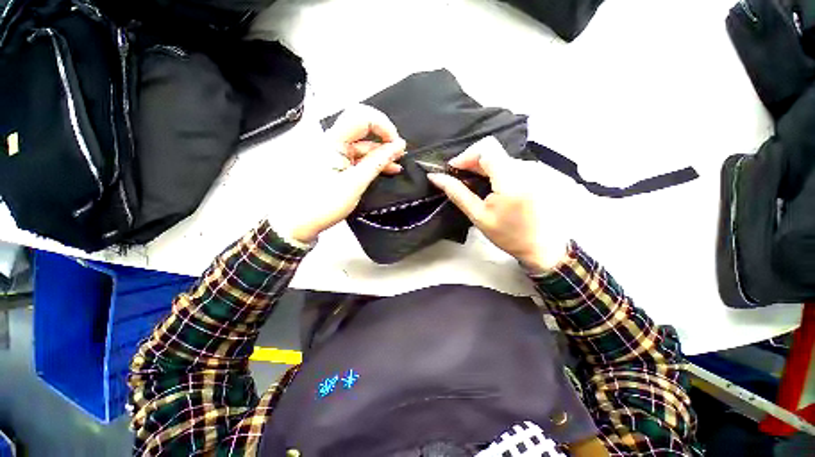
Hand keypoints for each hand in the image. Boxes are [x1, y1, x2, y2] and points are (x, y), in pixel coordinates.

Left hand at [273, 105, 405, 243]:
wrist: (300, 221)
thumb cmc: (320, 205)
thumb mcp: (356, 183)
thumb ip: (377, 162)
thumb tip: (396, 147)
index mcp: (333, 143)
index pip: (362, 117)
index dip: (383, 125)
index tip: (395, 142)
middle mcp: (332, 142)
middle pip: (363, 127)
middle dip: (383, 137)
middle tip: (397, 151)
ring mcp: (334, 152)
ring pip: (363, 143)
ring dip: (380, 152)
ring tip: (395, 163)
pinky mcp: (336, 162)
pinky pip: (358, 155)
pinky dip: (373, 161)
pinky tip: (385, 168)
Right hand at [427, 137, 571, 273]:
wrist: (542, 246)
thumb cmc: (508, 234)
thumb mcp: (478, 216)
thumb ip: (457, 193)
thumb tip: (435, 176)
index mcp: (512, 179)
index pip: (486, 149)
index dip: (465, 155)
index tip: (452, 170)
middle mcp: (526, 167)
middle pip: (492, 150)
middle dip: (471, 162)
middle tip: (459, 179)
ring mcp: (534, 168)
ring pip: (499, 156)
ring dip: (482, 167)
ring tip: (473, 184)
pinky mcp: (537, 172)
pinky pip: (509, 163)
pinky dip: (494, 170)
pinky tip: (489, 185)